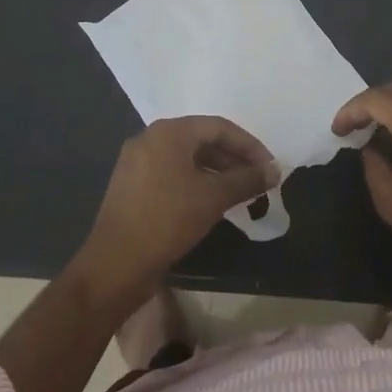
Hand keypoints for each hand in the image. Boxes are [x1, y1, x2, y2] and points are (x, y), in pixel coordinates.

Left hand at [78, 117, 277, 299]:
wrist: (116, 264)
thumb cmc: (168, 220)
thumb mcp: (213, 198)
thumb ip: (246, 179)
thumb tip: (275, 171)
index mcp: (169, 132)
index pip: (220, 127)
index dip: (250, 146)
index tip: (270, 168)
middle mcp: (151, 138)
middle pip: (202, 139)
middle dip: (234, 158)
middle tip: (258, 180)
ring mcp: (137, 161)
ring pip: (187, 158)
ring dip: (217, 171)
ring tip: (241, 192)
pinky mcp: (131, 184)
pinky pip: (172, 172)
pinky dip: (196, 181)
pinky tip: (212, 201)